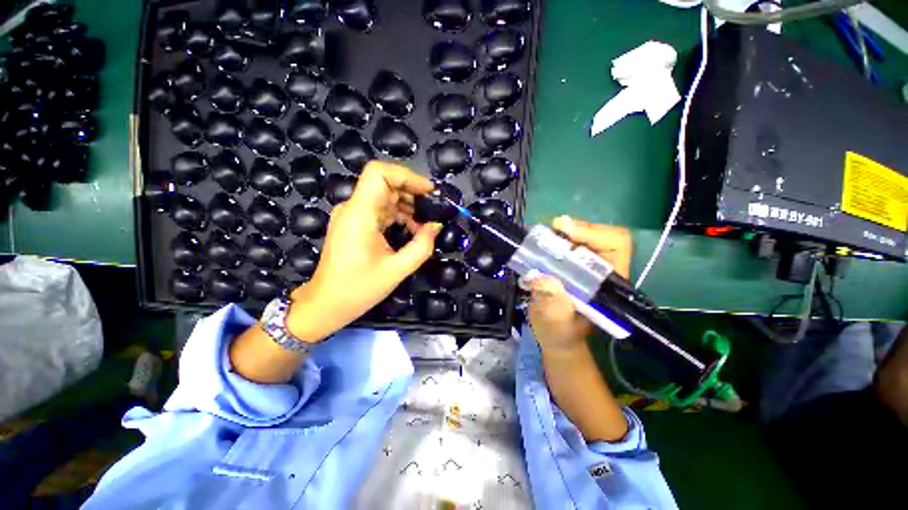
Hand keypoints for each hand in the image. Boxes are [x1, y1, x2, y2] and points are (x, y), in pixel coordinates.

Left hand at [286, 161, 441, 341]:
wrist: (325, 304)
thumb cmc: (358, 289)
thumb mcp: (397, 270)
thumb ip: (421, 246)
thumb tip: (436, 225)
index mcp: (360, 214)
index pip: (379, 173)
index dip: (407, 176)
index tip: (429, 191)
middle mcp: (353, 208)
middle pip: (385, 183)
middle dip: (413, 193)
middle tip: (433, 210)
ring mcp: (352, 215)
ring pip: (384, 196)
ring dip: (408, 206)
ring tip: (424, 226)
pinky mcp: (354, 223)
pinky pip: (380, 210)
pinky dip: (398, 215)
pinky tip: (411, 231)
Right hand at [527, 216, 631, 352]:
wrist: (555, 336)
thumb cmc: (559, 334)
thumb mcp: (555, 324)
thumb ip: (553, 306)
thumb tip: (542, 279)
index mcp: (608, 285)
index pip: (616, 245)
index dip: (595, 234)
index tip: (567, 232)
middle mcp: (601, 270)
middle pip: (600, 235)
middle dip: (577, 229)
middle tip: (554, 228)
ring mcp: (586, 265)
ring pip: (583, 236)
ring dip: (564, 232)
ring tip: (545, 235)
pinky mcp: (571, 264)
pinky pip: (567, 242)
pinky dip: (554, 238)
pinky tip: (542, 243)